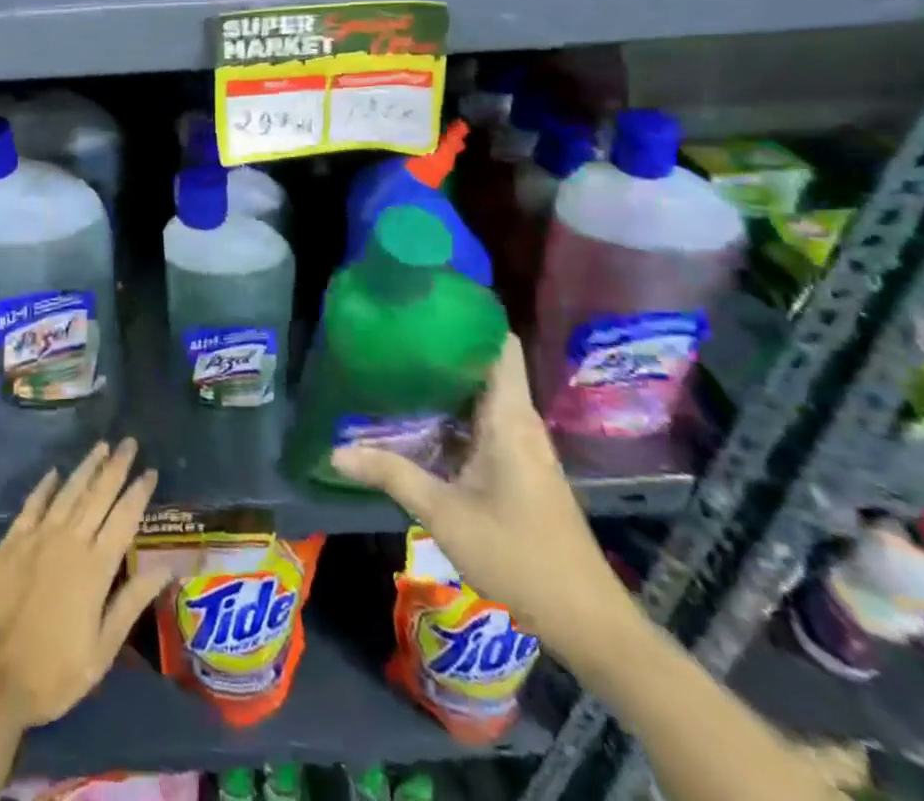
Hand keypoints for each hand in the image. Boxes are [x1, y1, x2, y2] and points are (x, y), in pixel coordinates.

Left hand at [0, 439, 163, 730]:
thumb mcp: (102, 649)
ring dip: (86, 467)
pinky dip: (45, 487)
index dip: (139, 492)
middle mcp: (70, 541)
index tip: (151, 470)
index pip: (124, 518)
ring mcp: (38, 537)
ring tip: (101, 446)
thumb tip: (168, 567)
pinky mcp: (13, 542)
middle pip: (98, 495)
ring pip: (68, 492)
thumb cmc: (54, 671)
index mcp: (96, 568)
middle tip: (129, 442)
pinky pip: (33, 504)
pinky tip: (54, 473)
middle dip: (116, 466)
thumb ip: (132, 601)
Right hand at [329, 334, 635, 654]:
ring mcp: (522, 445)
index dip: (469, 316)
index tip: (427, 301)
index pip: (499, 344)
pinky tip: (417, 418)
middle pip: (483, 364)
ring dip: (443, 382)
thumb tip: (335, 450)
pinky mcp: (520, 467)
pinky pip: (482, 421)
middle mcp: (519, 421)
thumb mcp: (444, 514)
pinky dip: (452, 412)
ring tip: (395, 365)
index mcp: (508, 417)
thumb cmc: (519, 556)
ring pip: (480, 395)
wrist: (588, 623)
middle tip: (392, 333)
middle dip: (441, 346)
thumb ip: (391, 474)